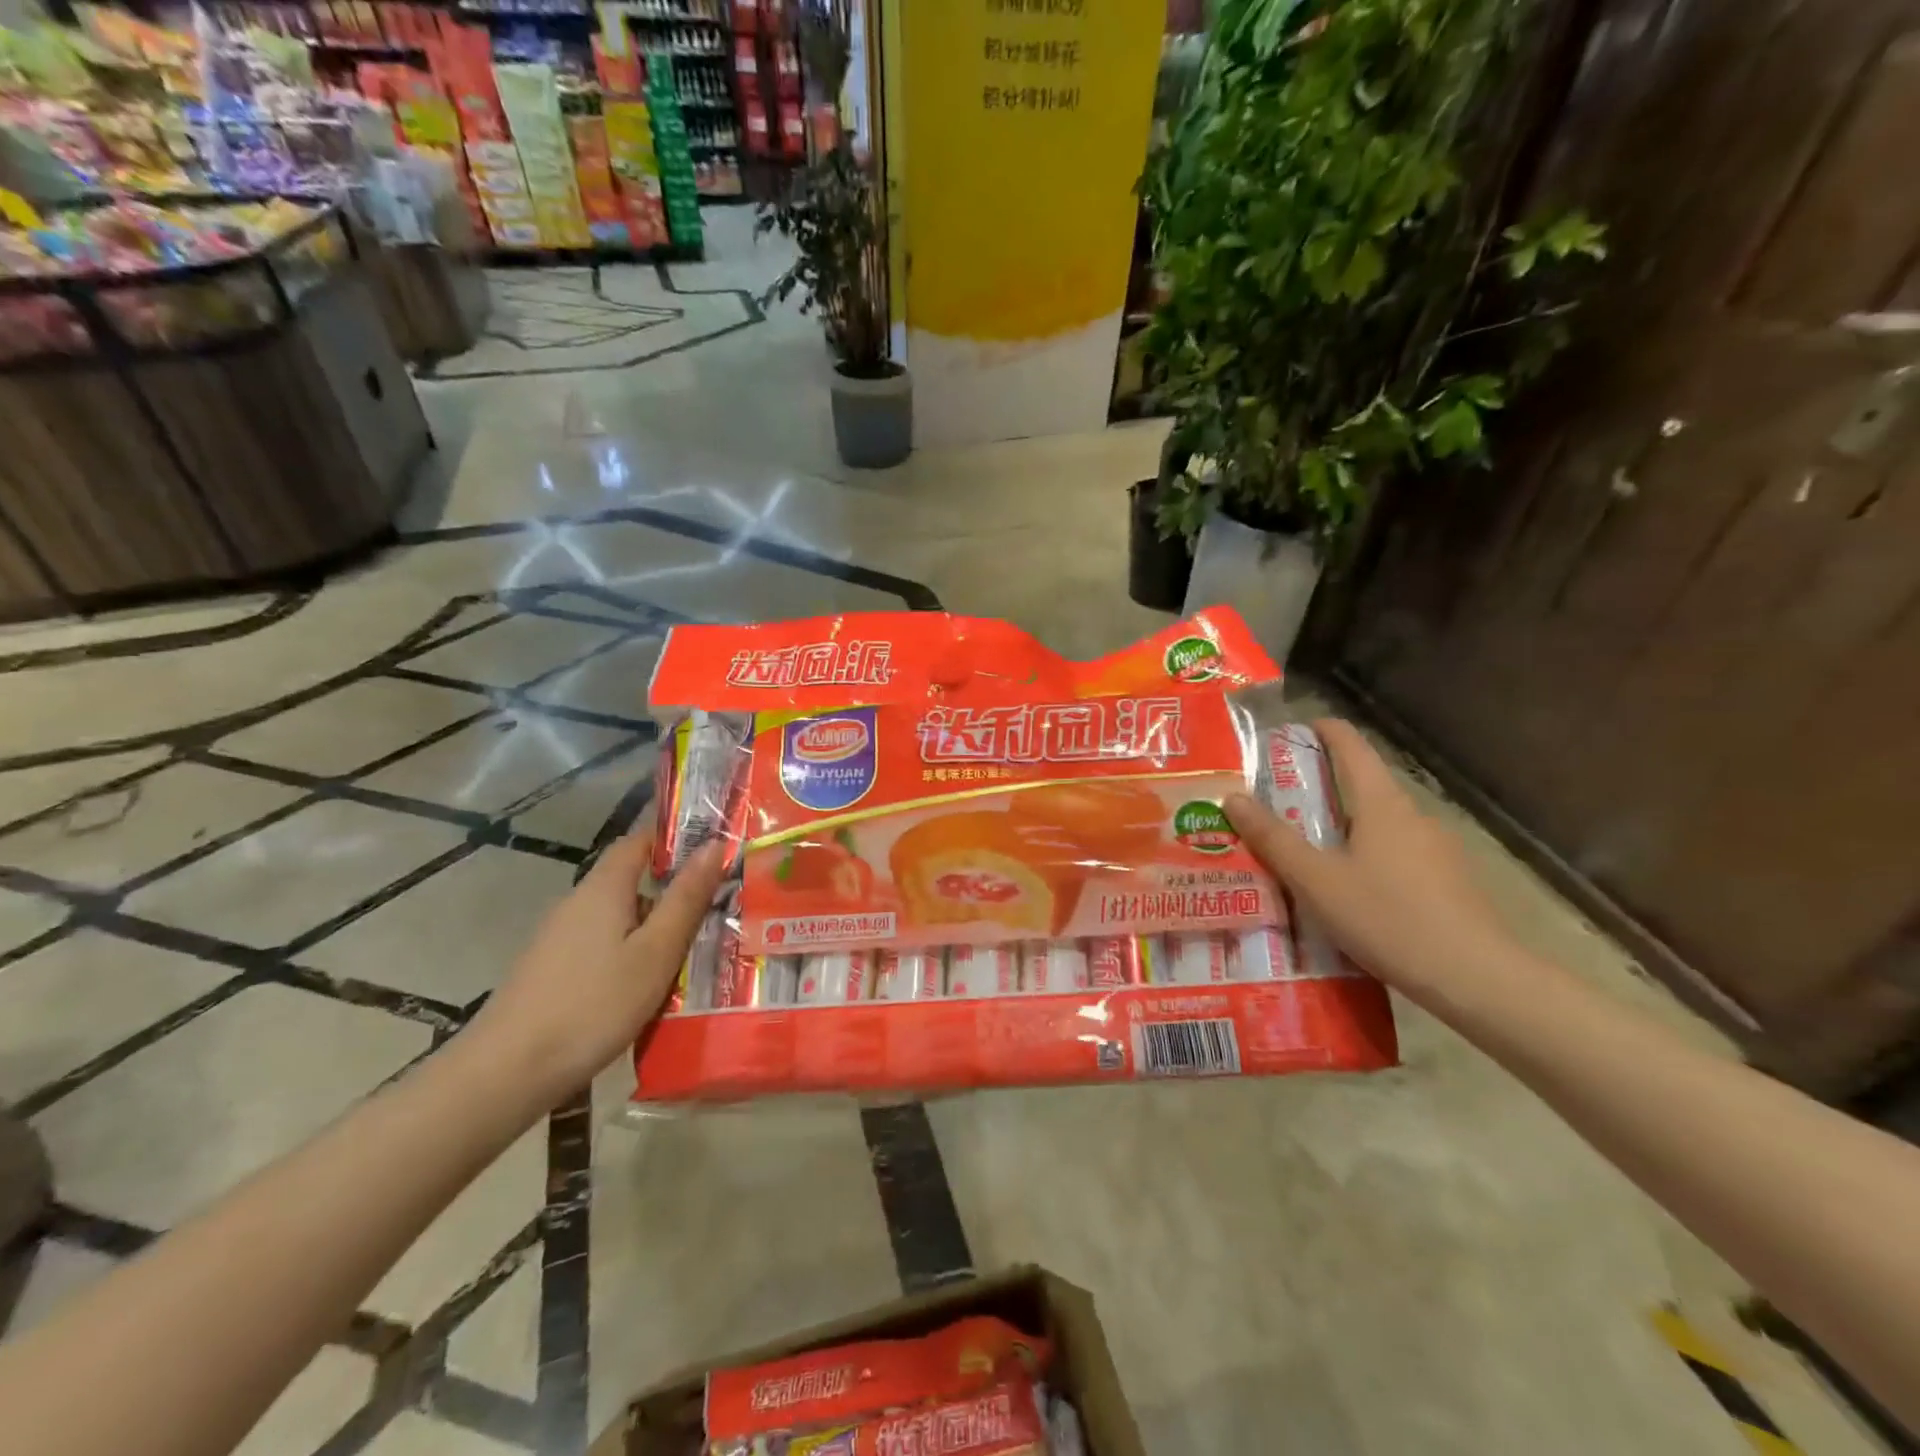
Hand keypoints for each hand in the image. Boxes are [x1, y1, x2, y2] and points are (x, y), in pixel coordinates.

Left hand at [468, 831, 726, 1107]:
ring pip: (620, 919)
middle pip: (632, 882)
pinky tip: (650, 988)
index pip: (639, 841)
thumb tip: (714, 844)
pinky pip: (604, 946)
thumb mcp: (655, 952)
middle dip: (674, 892)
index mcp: (603, 888)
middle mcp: (577, 903)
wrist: (506, 1073)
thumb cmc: (593, 1004)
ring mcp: (559, 938)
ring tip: (695, 954)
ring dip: (655, 929)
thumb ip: (686, 898)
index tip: (715, 854)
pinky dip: (632, 954)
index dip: (676, 840)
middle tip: (718, 911)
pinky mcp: (552, 970)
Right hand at [1225, 719, 1515, 1004]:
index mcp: (1382, 804)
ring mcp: (1437, 849)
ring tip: (1304, 857)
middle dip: (1319, 790)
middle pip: (1362, 786)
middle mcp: (1413, 816)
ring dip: (1342, 829)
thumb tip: (1232, 797)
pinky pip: (1396, 855)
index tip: (1291, 731)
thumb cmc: (1389, 918)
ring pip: (1379, 825)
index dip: (1322, 730)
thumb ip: (1273, 839)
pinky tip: (1349, 895)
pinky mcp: (1448, 882)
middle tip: (1276, 808)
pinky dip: (1366, 859)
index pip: (1352, 746)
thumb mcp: (1317, 881)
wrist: (1478, 980)